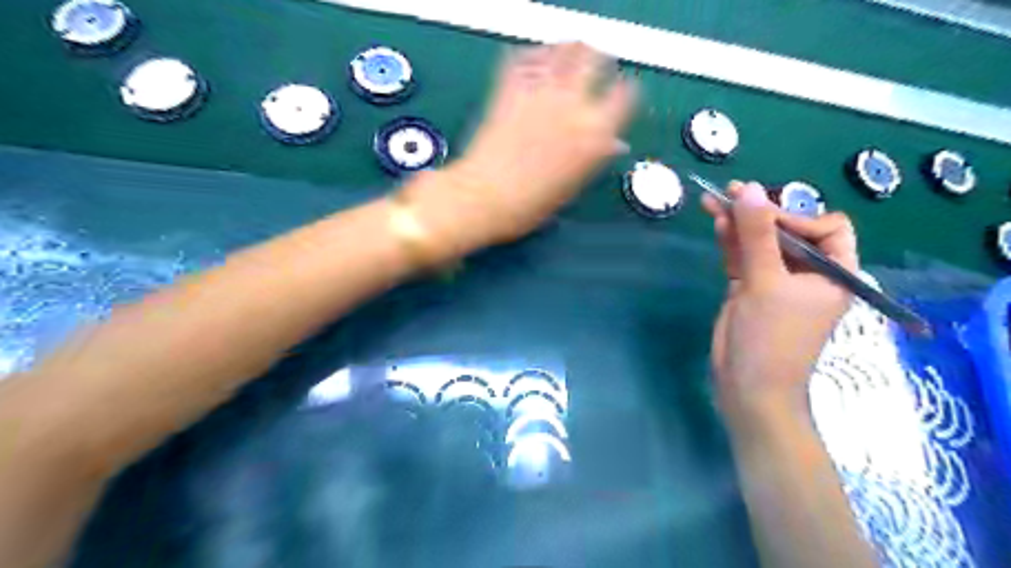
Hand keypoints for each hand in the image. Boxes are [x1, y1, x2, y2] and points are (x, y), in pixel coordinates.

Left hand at [431, 43, 633, 245]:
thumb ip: (594, 157)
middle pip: (595, 60)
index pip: (625, 95)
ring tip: (571, 52)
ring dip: (571, 49)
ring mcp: (541, 92)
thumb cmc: (531, 204)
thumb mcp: (571, 186)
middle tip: (596, 60)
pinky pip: (527, 57)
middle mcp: (573, 105)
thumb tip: (612, 144)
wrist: (486, 196)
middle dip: (599, 58)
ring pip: (565, 50)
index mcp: (595, 134)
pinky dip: (535, 53)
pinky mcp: (511, 87)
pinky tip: (538, 59)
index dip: (624, 89)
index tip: (620, 90)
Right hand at [705, 185, 859, 422]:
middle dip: (759, 214)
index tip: (762, 216)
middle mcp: (808, 274)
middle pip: (787, 231)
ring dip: (738, 225)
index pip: (827, 228)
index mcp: (834, 273)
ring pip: (760, 243)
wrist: (748, 386)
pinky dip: (730, 242)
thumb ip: (757, 235)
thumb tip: (747, 189)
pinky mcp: (751, 289)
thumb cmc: (770, 337)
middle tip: (729, 191)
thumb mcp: (765, 282)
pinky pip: (743, 258)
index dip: (796, 217)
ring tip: (712, 201)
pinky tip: (717, 223)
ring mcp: (777, 281)